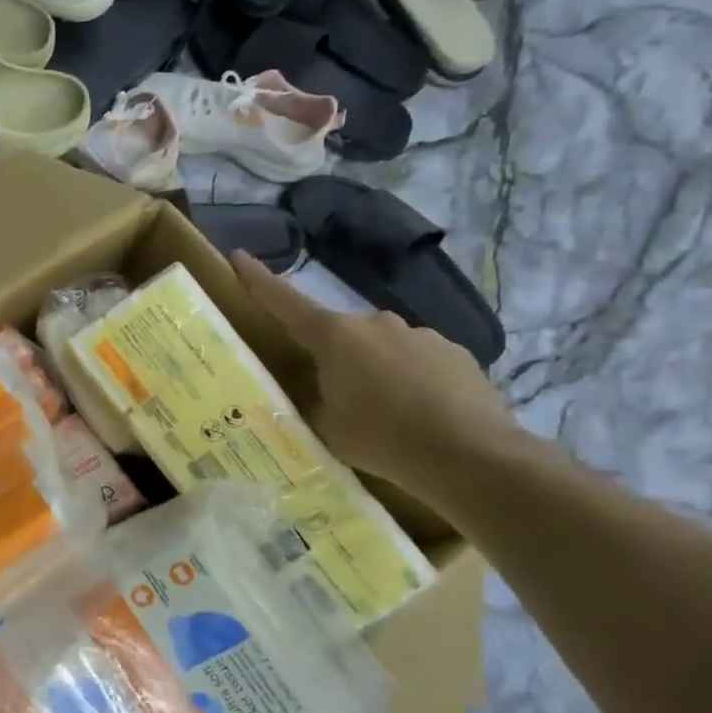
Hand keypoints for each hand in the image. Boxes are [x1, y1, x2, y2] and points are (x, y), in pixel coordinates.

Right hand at [228, 251, 521, 503]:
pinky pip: (415, 359)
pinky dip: (408, 379)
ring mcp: (420, 334)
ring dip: (372, 368)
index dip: (258, 280)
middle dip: (329, 355)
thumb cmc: (381, 438)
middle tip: (329, 394)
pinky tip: (416, 413)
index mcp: (334, 336)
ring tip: (380, 412)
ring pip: (379, 346)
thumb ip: (309, 396)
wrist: (472, 456)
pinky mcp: (455, 352)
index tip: (239, 256)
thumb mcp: (323, 424)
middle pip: (337, 332)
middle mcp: (375, 322)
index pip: (284, 301)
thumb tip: (309, 383)